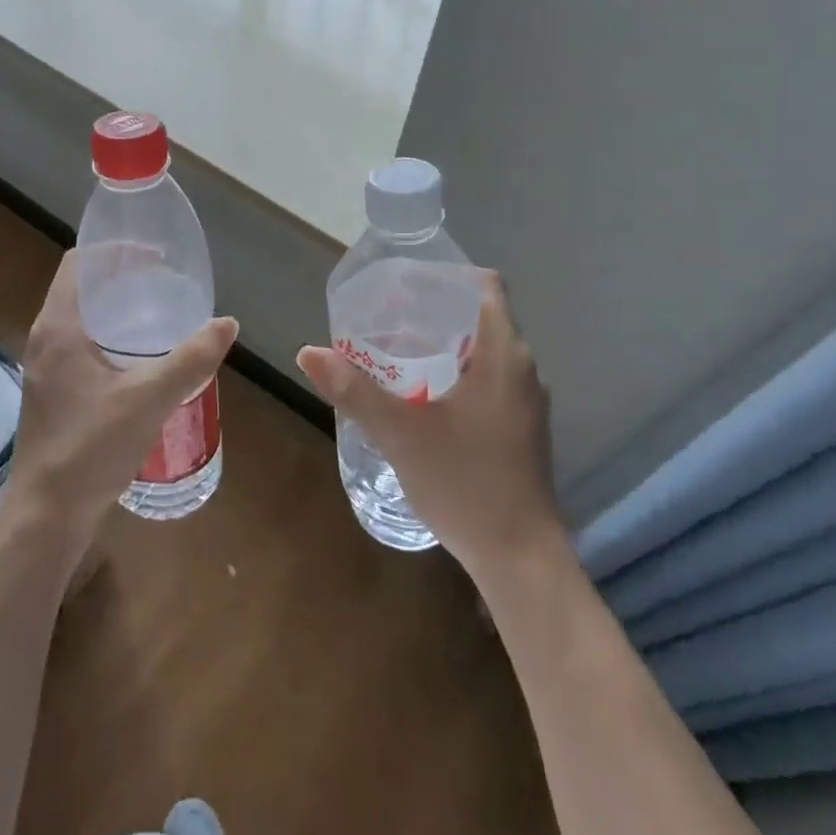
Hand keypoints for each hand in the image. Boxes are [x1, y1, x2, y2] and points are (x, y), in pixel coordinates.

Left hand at [3, 250, 237, 555]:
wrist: (48, 513)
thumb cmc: (92, 447)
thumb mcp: (150, 398)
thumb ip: (191, 359)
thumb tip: (226, 323)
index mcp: (59, 327)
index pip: (79, 263)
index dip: (116, 250)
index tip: (156, 255)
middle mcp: (46, 339)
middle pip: (81, 287)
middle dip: (122, 278)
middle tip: (165, 282)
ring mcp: (46, 367)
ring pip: (81, 318)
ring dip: (116, 308)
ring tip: (159, 313)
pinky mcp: (53, 392)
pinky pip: (81, 344)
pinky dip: (110, 336)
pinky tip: (141, 358)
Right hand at [296, 270, 557, 579]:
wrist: (520, 559)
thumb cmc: (465, 483)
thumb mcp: (400, 433)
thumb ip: (353, 390)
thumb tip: (308, 352)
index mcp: (505, 355)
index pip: (486, 286)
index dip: (447, 275)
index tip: (405, 283)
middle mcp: (524, 369)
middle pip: (481, 316)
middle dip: (434, 310)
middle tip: (385, 315)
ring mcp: (527, 402)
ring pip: (485, 351)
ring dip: (444, 344)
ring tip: (395, 351)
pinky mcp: (522, 428)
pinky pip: (489, 380)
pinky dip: (456, 373)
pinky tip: (421, 395)